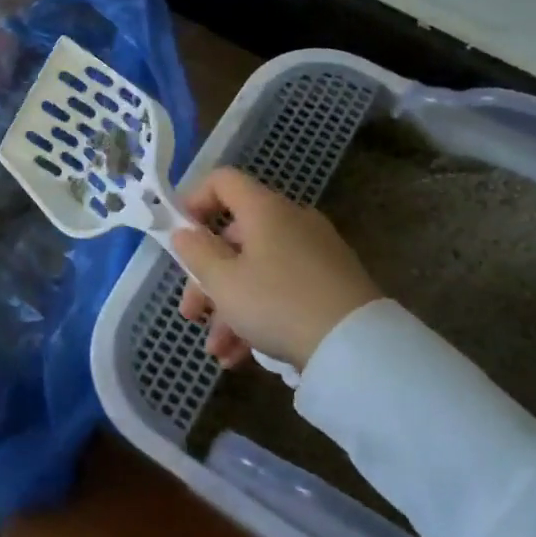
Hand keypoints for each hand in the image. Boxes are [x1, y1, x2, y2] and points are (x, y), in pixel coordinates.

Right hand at [172, 167, 380, 372]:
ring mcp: (314, 252)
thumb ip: (197, 253)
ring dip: (229, 307)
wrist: (355, 345)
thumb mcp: (223, 282)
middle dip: (207, 278)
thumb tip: (185, 233)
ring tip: (218, 350)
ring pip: (257, 270)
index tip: (180, 237)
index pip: (222, 181)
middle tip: (191, 314)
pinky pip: (282, 288)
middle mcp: (291, 221)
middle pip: (235, 237)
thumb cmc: (277, 303)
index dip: (194, 201)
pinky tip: (241, 355)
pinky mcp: (330, 283)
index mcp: (264, 209)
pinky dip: (259, 314)